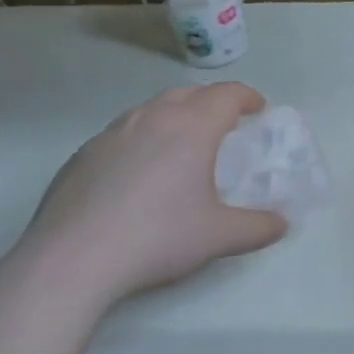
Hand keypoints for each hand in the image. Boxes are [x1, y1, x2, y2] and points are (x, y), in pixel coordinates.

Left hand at [12, 83, 286, 311]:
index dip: (248, 97)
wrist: (72, 259)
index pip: (227, 95)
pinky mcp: (82, 154)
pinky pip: (123, 133)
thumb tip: (281, 224)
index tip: (258, 109)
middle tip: (224, 125)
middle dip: (211, 102)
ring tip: (181, 144)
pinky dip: (142, 139)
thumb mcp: (218, 237)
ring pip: (151, 109)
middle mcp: (152, 118)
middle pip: (188, 94)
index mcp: (191, 127)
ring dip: (174, 116)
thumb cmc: (158, 238)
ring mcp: (112, 133)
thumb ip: (257, 227)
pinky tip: (138, 174)